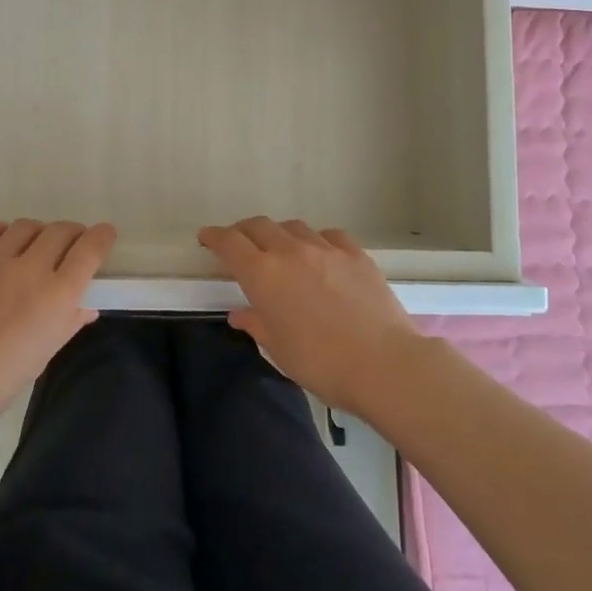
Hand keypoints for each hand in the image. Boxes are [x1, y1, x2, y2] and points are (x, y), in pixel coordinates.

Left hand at [0, 219, 114, 429]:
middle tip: (70, 244)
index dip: (102, 237)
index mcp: (57, 295)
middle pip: (60, 231)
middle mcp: (30, 268)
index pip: (90, 249)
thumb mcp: (43, 355)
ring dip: (38, 233)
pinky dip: (2, 233)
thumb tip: (86, 307)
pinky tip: (1, 245)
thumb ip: (68, 323)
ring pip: (26, 226)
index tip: (105, 234)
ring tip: (33, 246)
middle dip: (72, 234)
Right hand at [199, 217, 420, 415]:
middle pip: (259, 226)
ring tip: (281, 250)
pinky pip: (328, 235)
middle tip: (240, 245)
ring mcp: (326, 248)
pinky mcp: (355, 253)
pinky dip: (316, 240)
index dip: (214, 237)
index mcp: (263, 274)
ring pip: (293, 227)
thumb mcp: (279, 350)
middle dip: (244, 231)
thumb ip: (256, 324)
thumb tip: (240, 313)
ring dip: (280, 234)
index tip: (207, 238)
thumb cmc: (322, 364)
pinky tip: (321, 254)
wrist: (384, 364)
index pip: (230, 243)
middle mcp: (290, 251)